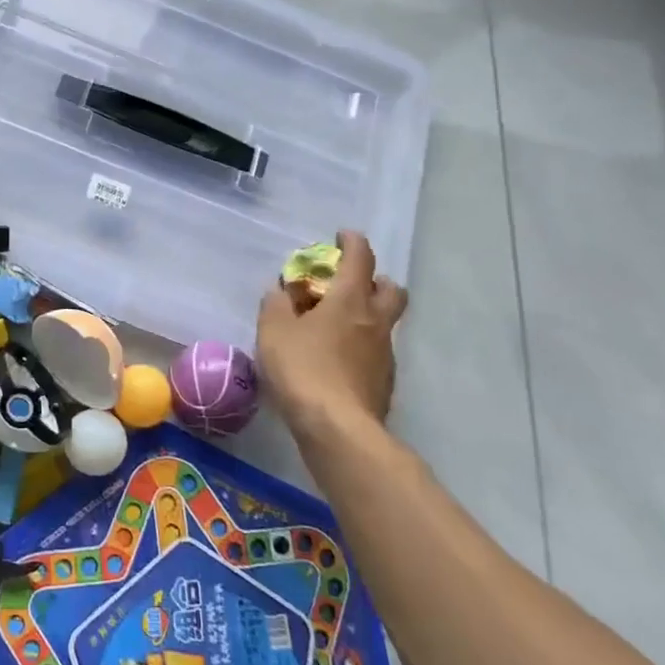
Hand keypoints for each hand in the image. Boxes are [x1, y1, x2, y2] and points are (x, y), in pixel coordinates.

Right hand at [256, 231, 407, 437]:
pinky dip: (360, 346)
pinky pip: (375, 352)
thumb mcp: (273, 331)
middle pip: (390, 289)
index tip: (341, 236)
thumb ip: (276, 304)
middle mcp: (375, 321)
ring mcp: (384, 353)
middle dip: (373, 280)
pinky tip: (336, 361)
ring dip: (366, 315)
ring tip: (333, 327)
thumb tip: (282, 291)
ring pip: (384, 322)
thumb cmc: (303, 369)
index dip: (352, 242)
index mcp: (350, 299)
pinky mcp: (384, 382)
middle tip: (346, 284)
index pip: (360, 257)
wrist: (338, 429)